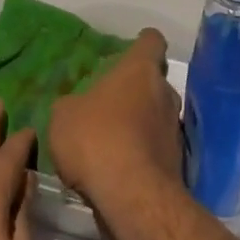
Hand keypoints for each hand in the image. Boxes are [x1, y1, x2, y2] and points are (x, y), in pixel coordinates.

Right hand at [48, 28, 184, 213]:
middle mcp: (164, 93)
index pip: (152, 41)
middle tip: (111, 102)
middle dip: (137, 89)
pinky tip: (119, 169)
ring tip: (112, 140)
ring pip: (157, 116)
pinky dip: (142, 153)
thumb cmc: (96, 139)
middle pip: (155, 81)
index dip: (142, 42)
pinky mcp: (176, 163)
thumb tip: (75, 108)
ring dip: (140, 123)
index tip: (130, 48)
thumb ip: (70, 105)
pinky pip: (156, 148)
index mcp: (140, 70)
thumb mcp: (63, 116)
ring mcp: (174, 129)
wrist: (132, 198)